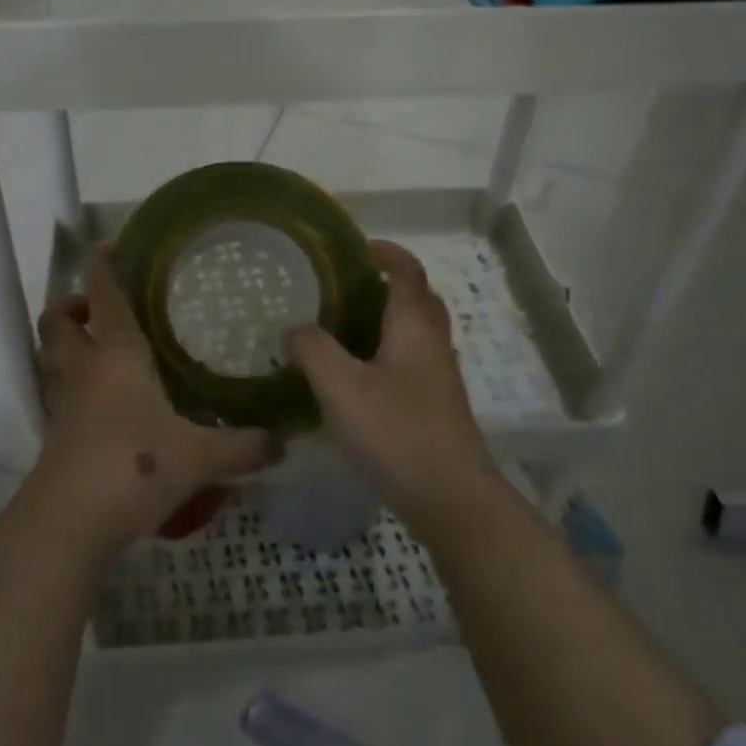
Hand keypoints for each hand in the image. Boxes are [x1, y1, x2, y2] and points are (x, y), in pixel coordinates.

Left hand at [33, 247, 278, 553]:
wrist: (68, 524)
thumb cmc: (133, 468)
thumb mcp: (199, 457)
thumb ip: (244, 447)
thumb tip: (284, 442)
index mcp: (116, 354)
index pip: (104, 294)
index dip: (103, 265)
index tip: (110, 245)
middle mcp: (83, 368)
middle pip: (60, 318)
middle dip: (74, 303)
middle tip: (103, 307)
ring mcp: (63, 401)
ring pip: (51, 354)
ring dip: (68, 340)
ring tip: (101, 346)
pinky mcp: (55, 433)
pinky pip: (57, 390)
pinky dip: (72, 381)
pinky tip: (103, 399)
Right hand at [286, 240, 500, 532]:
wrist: (451, 499)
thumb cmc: (397, 432)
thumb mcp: (341, 386)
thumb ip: (312, 350)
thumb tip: (294, 329)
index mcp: (414, 325)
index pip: (406, 270)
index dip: (385, 251)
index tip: (355, 246)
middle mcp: (433, 343)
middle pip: (417, 298)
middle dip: (386, 284)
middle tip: (344, 287)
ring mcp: (439, 377)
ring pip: (415, 332)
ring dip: (386, 320)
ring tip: (342, 328)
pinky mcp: (436, 406)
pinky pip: (411, 361)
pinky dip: (386, 352)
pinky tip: (356, 377)